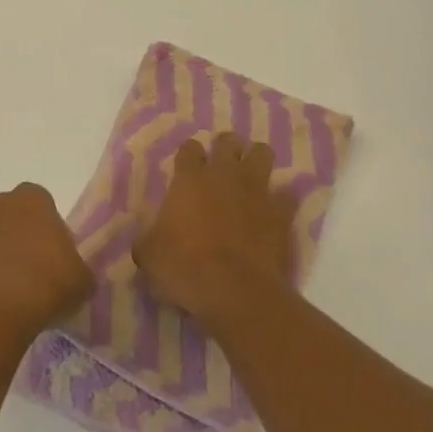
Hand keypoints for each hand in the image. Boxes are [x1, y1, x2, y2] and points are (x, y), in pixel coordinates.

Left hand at [0, 183, 93, 344]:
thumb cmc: (45, 286)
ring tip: (5, 289)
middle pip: (10, 216)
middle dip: (18, 236)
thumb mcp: (82, 280)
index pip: (42, 204)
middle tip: (30, 272)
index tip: (53, 257)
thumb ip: (79, 267)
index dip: (48, 229)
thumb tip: (73, 273)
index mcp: (32, 199)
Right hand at [134, 133, 294, 329]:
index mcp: (189, 178)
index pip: (189, 148)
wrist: (234, 290)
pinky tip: (273, 213)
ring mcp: (257, 189)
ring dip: (256, 161)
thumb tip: (147, 240)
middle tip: (221, 167)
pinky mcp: (282, 212)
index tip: (187, 169)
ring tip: (250, 178)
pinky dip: (280, 201)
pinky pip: (286, 195)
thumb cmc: (184, 267)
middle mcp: (224, 174)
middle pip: (228, 141)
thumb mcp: (149, 255)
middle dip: (225, 148)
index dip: (189, 156)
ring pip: (262, 153)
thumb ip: (148, 238)